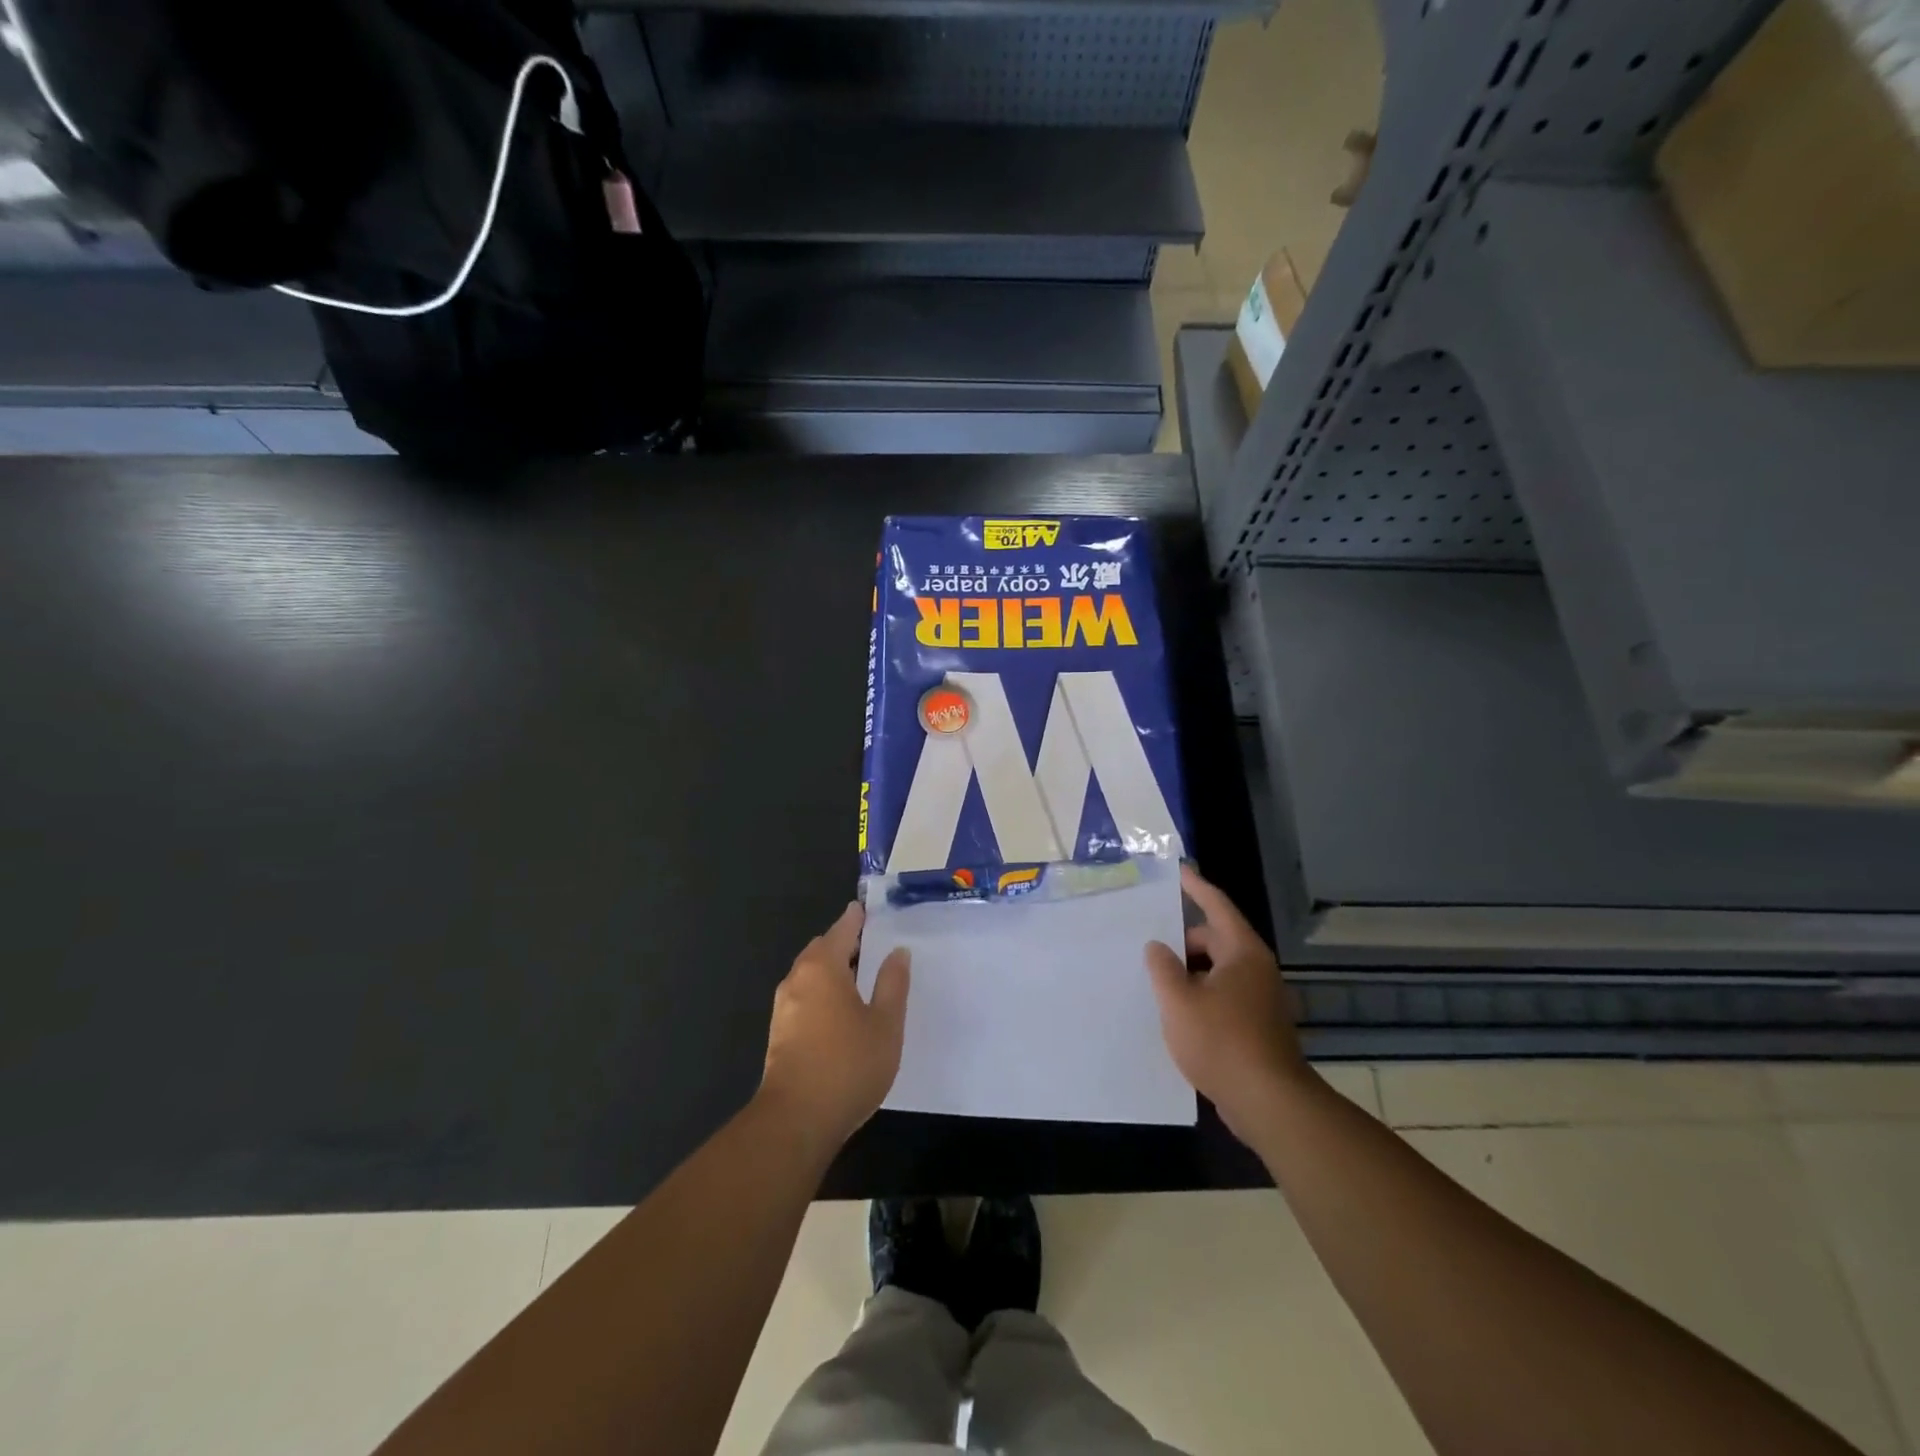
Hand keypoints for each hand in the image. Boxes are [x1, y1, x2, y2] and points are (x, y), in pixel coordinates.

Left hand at [760, 902, 909, 1150]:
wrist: (796, 1121)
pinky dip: (822, 992)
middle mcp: (797, 979)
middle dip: (843, 944)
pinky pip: (804, 997)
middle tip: (871, 945)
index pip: (841, 930)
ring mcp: (784, 1007)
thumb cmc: (848, 1065)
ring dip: (832, 970)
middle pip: (821, 950)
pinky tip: (841, 1012)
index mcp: (823, 968)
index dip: (856, 919)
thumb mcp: (886, 1024)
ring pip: (810, 975)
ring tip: (860, 978)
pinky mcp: (779, 1033)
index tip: (867, 909)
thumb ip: (893, 984)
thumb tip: (897, 952)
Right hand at [1147, 865, 1309, 1143]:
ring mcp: (1260, 999)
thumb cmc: (1221, 1041)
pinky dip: (1200, 996)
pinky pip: (1222, 996)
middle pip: (1214, 939)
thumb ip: (1162, 967)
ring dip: (1188, 972)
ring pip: (1217, 971)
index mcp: (1242, 952)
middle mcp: (1255, 969)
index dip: (1195, 886)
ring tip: (1156, 981)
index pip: (1216, 905)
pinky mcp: (1257, 1026)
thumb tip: (1158, 947)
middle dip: (1182, 940)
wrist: (1269, 1103)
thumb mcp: (1178, 1000)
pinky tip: (1176, 1014)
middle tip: (1148, 945)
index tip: (1177, 871)